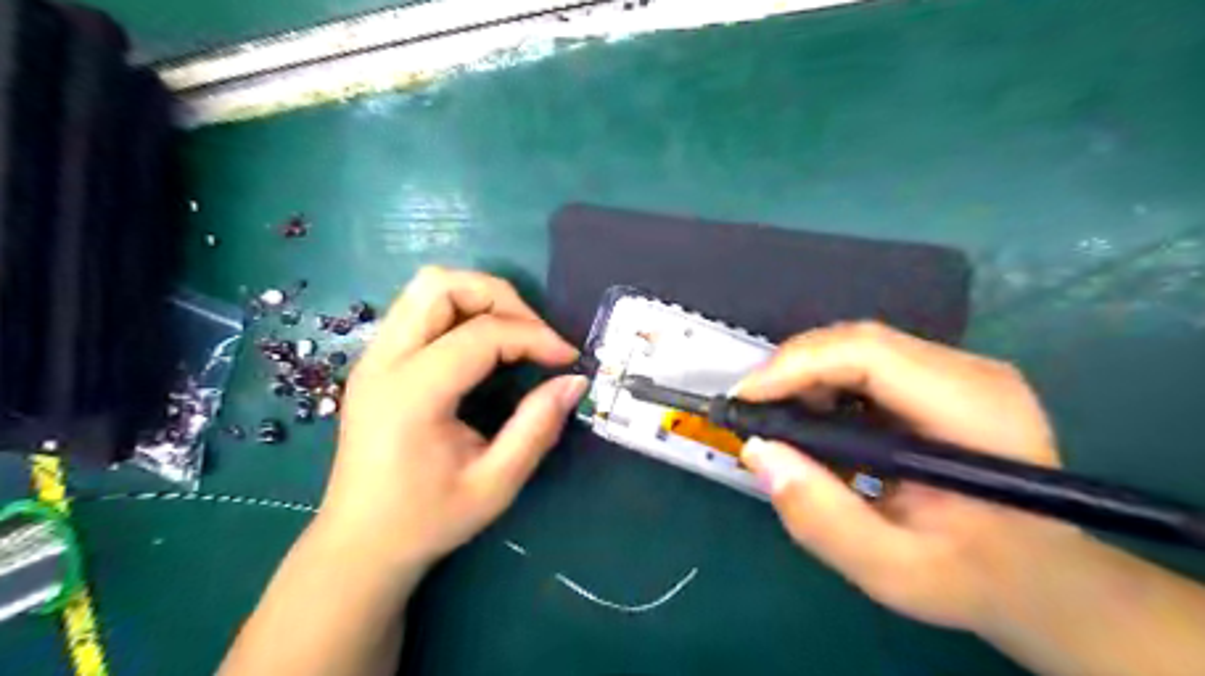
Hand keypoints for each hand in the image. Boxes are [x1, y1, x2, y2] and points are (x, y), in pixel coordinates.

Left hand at [314, 266, 589, 575]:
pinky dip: (460, 310)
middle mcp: (383, 362)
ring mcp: (373, 357)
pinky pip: (419, 309)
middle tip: (535, 335)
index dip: (535, 336)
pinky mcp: (376, 361)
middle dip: (500, 297)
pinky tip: (484, 344)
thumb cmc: (427, 520)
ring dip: (478, 297)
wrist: (359, 544)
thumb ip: (537, 427)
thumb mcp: (495, 484)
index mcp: (410, 395)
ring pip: (427, 287)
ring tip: (513, 333)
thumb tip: (574, 381)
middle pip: (441, 285)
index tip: (568, 359)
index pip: (481, 334)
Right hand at [735, 320, 1082, 629]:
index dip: (797, 366)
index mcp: (974, 412)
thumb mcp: (892, 570)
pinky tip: (814, 421)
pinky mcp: (942, 377)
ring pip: (858, 346)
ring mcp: (960, 370)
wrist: (1041, 575)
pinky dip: (826, 384)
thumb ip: (823, 519)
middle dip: (792, 369)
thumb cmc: (974, 578)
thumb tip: (758, 453)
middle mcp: (971, 373)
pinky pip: (868, 362)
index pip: (870, 355)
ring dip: (806, 376)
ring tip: (777, 420)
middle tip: (752, 411)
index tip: (746, 401)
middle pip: (859, 341)